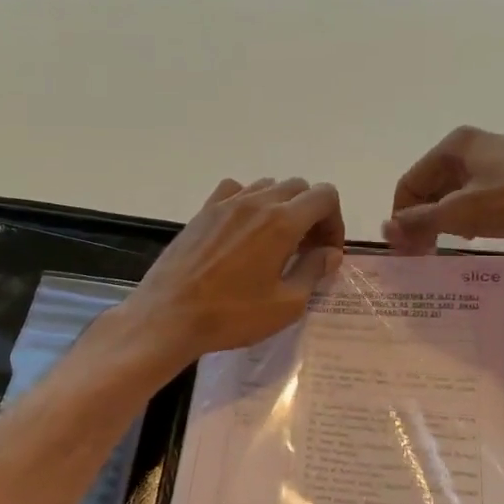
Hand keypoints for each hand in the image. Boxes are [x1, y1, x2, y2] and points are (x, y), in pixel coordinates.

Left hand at [123, 177, 344, 366]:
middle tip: (306, 250)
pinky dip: (250, 202)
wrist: (168, 317)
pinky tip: (244, 231)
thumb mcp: (286, 305)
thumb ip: (313, 271)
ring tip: (276, 242)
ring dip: (282, 207)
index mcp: (282, 222)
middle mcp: (256, 202)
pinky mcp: (203, 211)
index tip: (327, 252)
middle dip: (312, 214)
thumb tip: (330, 253)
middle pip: (299, 188)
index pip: (325, 196)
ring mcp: (226, 203)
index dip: (335, 222)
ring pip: (268, 186)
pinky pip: (236, 190)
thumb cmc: (232, 315)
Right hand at [383, 126, 503, 253]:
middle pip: (430, 188)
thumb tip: (385, 229)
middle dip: (423, 220)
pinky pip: (475, 199)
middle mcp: (470, 147)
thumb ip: (420, 220)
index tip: (404, 250)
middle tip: (423, 254)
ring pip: (452, 195)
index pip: (409, 182)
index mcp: (453, 145)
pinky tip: (473, 236)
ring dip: (444, 222)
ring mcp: (494, 161)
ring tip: (447, 247)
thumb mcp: (462, 212)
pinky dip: (466, 218)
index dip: (402, 216)